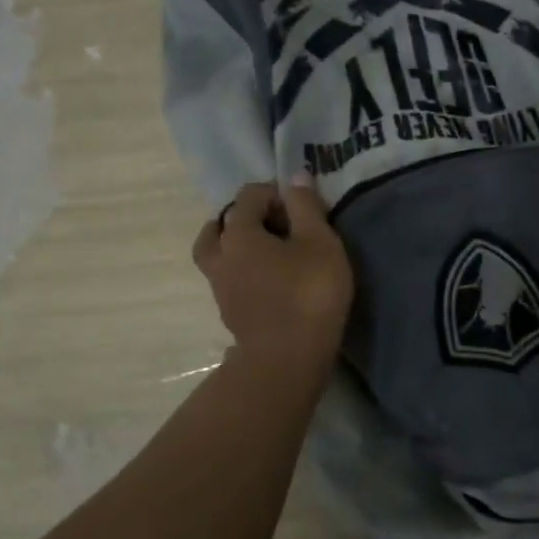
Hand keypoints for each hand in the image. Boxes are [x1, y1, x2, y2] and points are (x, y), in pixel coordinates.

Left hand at [193, 175, 353, 369]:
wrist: (286, 360)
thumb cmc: (308, 294)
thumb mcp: (320, 243)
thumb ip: (306, 207)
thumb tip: (295, 177)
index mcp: (238, 234)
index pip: (248, 196)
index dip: (274, 193)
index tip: (301, 207)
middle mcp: (220, 256)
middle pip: (221, 225)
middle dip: (247, 218)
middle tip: (280, 227)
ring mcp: (219, 288)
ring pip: (219, 255)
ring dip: (239, 247)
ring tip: (271, 254)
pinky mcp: (229, 313)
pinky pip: (229, 279)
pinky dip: (244, 272)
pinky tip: (270, 281)